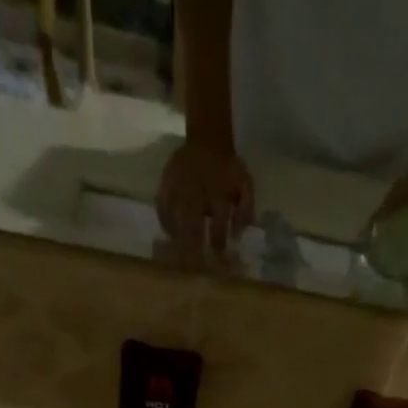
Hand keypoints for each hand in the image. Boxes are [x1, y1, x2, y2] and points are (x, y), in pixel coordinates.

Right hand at [156, 137, 254, 258]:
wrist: (207, 140)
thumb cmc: (228, 169)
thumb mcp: (245, 184)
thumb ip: (246, 210)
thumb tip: (237, 235)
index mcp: (219, 192)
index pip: (218, 225)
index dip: (218, 244)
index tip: (218, 259)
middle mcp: (196, 190)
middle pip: (191, 226)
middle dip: (193, 249)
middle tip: (193, 267)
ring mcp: (178, 186)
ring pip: (174, 219)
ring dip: (177, 240)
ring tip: (179, 256)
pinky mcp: (165, 182)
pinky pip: (161, 207)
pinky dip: (165, 223)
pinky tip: (170, 235)